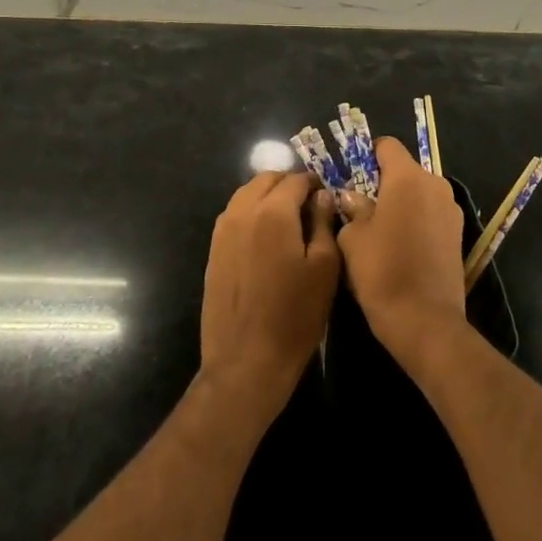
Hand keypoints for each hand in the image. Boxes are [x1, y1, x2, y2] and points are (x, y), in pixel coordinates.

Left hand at [199, 171, 339, 421]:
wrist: (246, 360)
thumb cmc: (295, 315)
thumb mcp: (324, 267)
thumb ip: (324, 223)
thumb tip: (322, 196)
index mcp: (273, 212)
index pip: (295, 180)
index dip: (314, 184)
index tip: (327, 197)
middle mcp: (242, 211)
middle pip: (266, 179)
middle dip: (289, 184)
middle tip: (309, 205)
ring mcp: (222, 230)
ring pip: (247, 194)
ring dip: (268, 196)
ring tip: (289, 219)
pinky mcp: (213, 249)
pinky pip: (234, 215)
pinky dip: (252, 212)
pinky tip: (267, 237)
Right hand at [336, 137, 465, 365]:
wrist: (426, 322)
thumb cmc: (382, 272)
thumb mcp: (353, 239)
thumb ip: (353, 209)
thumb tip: (352, 197)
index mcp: (407, 178)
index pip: (388, 146)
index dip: (368, 155)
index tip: (352, 176)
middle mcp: (435, 185)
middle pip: (404, 170)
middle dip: (383, 182)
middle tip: (361, 207)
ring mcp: (451, 210)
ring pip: (419, 193)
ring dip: (401, 203)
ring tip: (381, 230)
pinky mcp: (459, 234)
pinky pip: (431, 214)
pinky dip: (416, 220)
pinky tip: (401, 246)